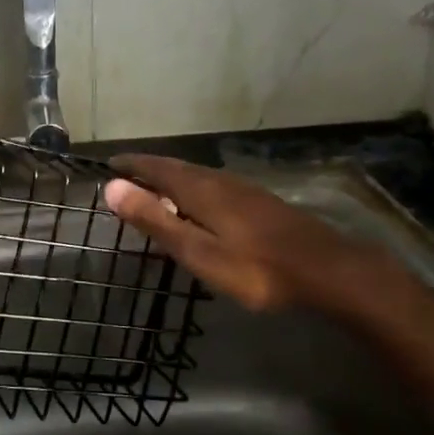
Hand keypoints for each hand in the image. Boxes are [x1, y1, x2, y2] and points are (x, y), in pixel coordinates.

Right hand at [102, 154, 405, 314]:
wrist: (325, 269)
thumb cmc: (255, 268)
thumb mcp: (198, 251)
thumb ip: (156, 220)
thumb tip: (112, 187)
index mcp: (199, 189)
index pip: (155, 167)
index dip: (131, 165)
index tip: (108, 165)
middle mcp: (219, 180)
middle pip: (176, 167)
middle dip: (149, 169)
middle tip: (126, 175)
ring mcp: (242, 189)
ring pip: (197, 175)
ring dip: (171, 177)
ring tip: (155, 188)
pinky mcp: (259, 202)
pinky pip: (213, 185)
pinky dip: (193, 187)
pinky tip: (200, 204)